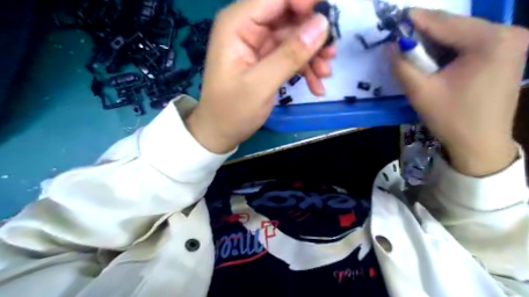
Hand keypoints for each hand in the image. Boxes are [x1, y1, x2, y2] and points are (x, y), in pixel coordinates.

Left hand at [186, 0, 333, 154]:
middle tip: (331, 55)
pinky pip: (291, 55)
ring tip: (325, 74)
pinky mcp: (266, 59)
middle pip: (289, 16)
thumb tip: (322, 24)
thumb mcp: (260, 84)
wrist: (221, 132)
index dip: (305, 3)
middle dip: (312, 35)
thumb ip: (290, 55)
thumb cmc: (232, 110)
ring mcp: (258, 44)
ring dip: (312, 55)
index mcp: (237, 24)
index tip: (327, 22)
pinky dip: (305, 68)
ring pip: (294, 37)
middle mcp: (248, 27)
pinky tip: (316, 85)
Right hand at [392, 10, 528, 175]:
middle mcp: (508, 34)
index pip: (444, 23)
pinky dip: (448, 48)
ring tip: (413, 49)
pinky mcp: (507, 54)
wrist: (480, 144)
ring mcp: (512, 43)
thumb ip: (402, 65)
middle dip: (425, 32)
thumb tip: (389, 46)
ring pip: (461, 34)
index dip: (415, 20)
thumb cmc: (451, 119)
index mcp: (490, 41)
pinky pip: (470, 43)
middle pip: (455, 26)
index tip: (394, 18)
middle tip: (400, 37)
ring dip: (435, 41)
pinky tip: (434, 58)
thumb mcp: (420, 92)